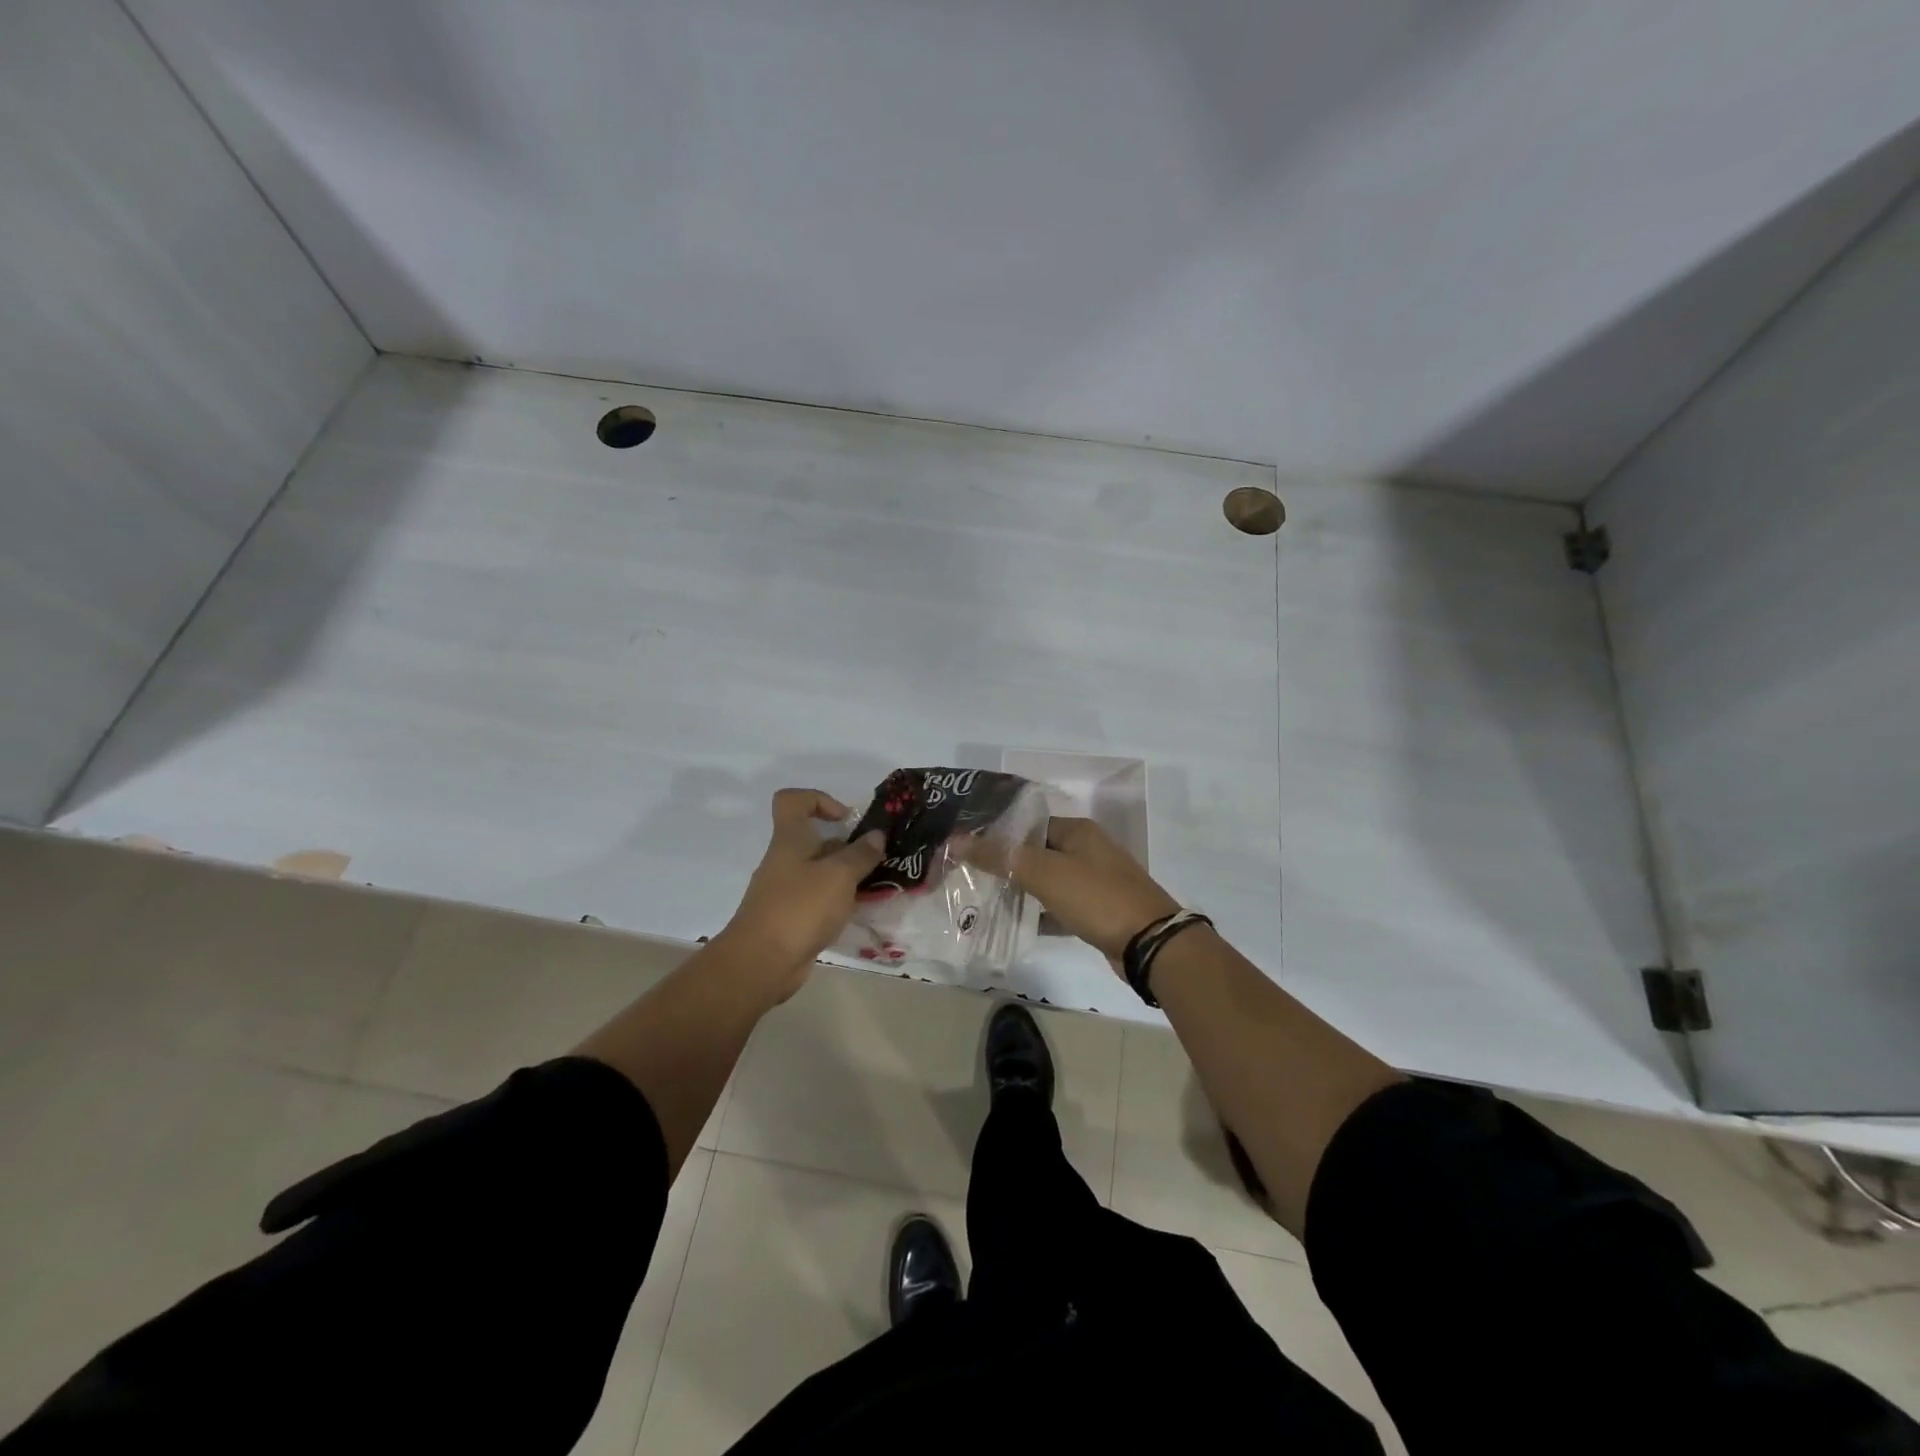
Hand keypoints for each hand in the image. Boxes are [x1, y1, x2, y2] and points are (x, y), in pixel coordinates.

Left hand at [721, 789, 885, 995]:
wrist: (761, 963)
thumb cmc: (800, 908)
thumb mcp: (838, 876)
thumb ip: (860, 854)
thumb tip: (876, 835)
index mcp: (790, 840)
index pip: (793, 800)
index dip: (819, 799)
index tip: (846, 819)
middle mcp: (785, 860)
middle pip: (814, 839)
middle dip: (847, 846)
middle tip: (876, 858)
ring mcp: (786, 891)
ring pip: (820, 872)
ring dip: (847, 876)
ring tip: (876, 886)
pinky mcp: (791, 918)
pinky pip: (818, 900)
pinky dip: (838, 902)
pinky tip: (860, 912)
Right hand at [983, 817, 1180, 965]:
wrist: (1151, 944)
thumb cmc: (1096, 898)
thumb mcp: (1045, 873)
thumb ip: (1001, 857)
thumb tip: (957, 841)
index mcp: (1077, 831)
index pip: (1029, 825)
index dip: (999, 836)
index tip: (968, 850)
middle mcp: (1088, 850)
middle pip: (1037, 853)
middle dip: (1007, 865)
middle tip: (970, 878)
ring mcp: (1096, 882)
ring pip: (1049, 881)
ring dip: (1022, 891)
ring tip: (984, 901)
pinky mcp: (1099, 911)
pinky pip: (1061, 906)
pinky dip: (1041, 913)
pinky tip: (1016, 924)